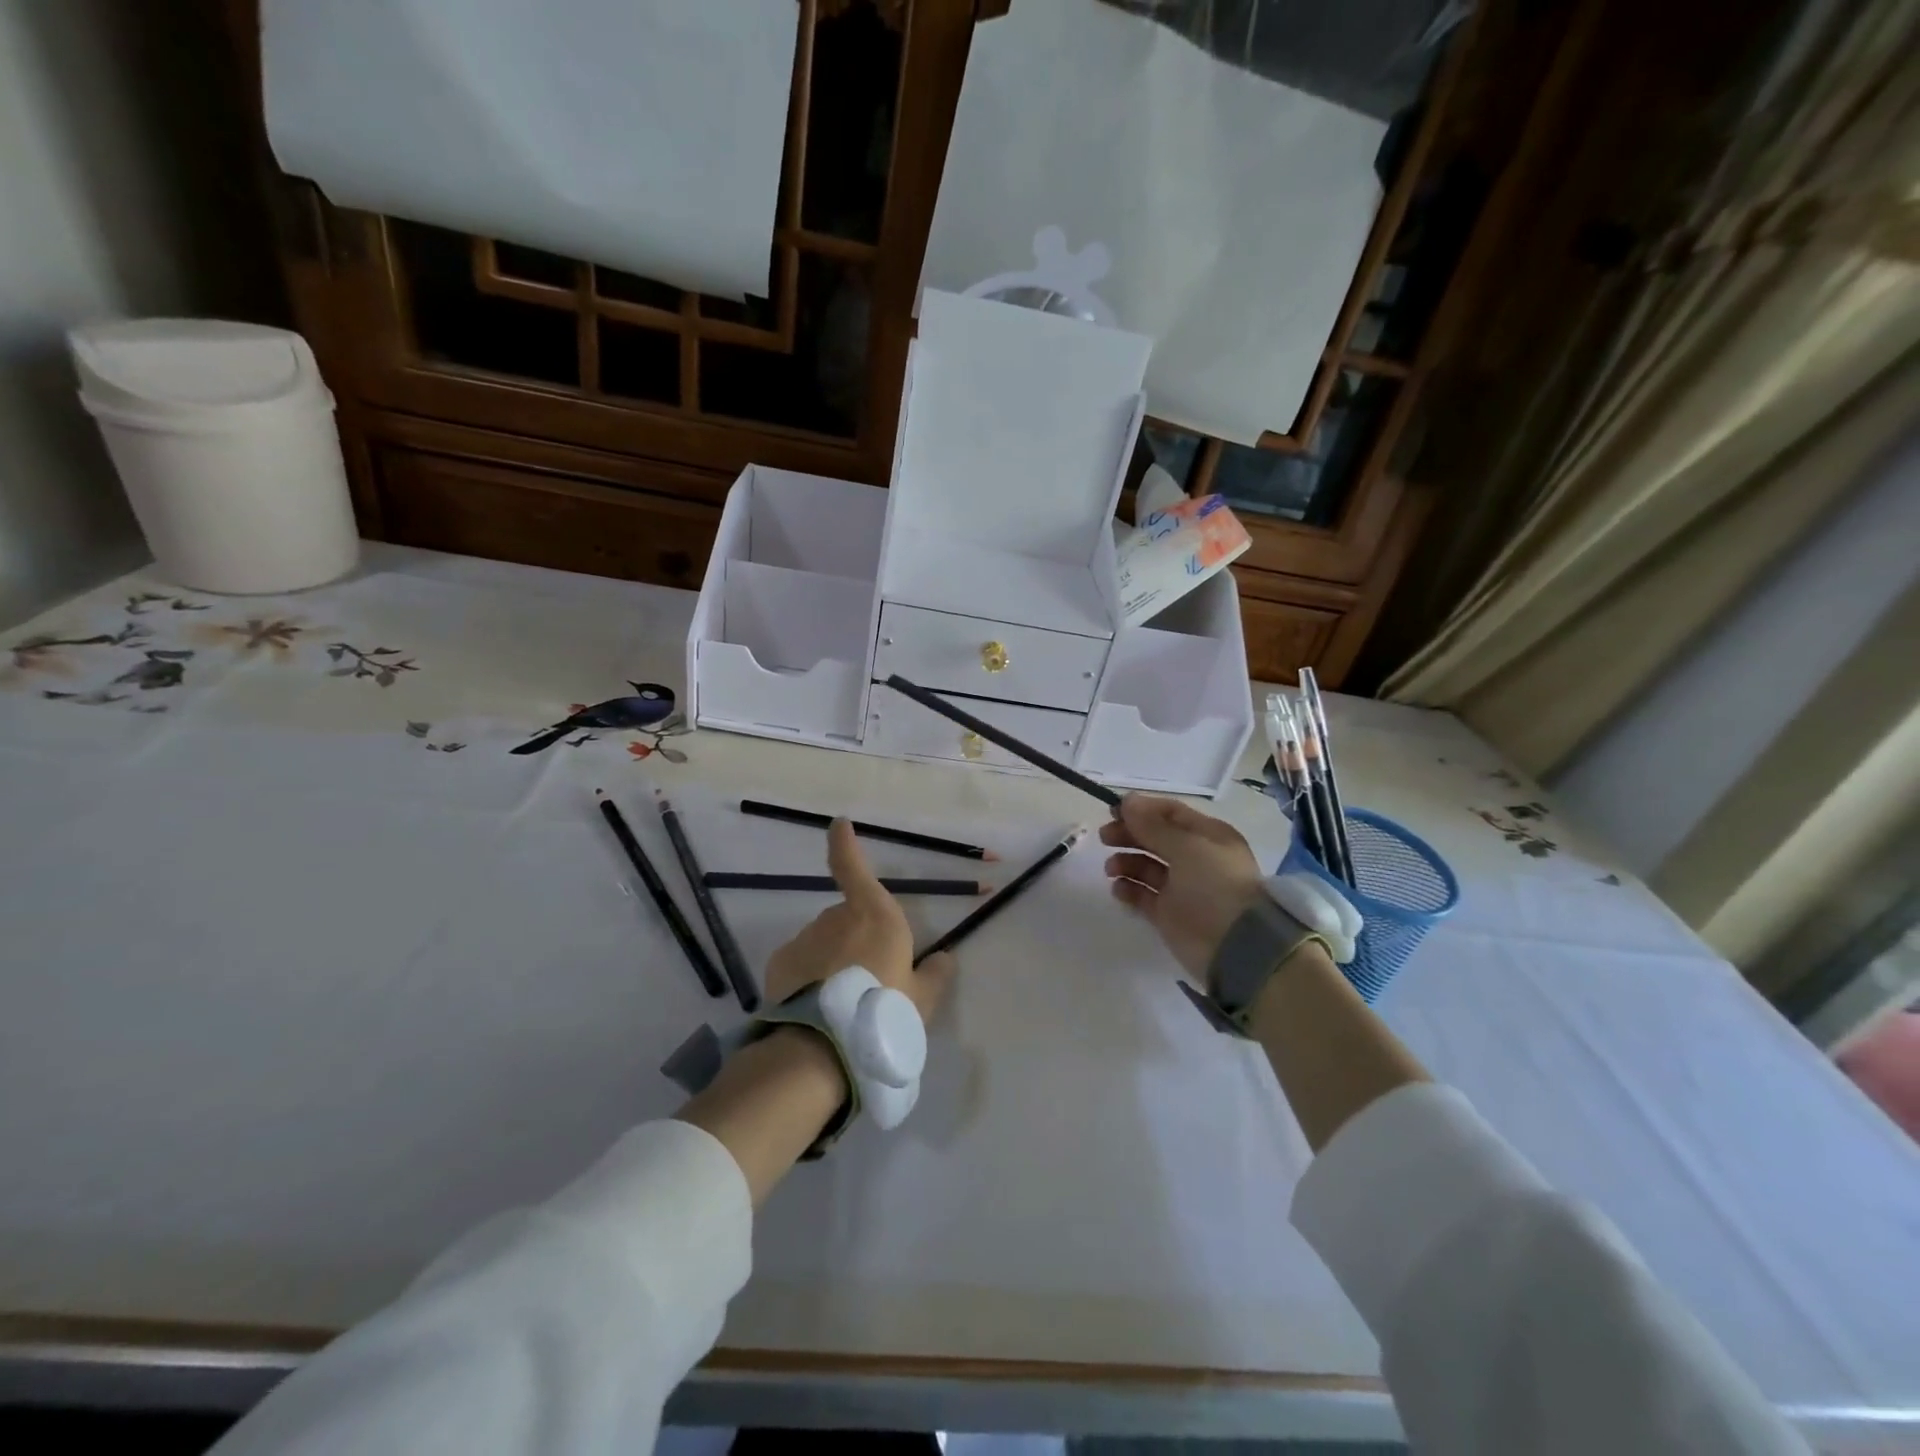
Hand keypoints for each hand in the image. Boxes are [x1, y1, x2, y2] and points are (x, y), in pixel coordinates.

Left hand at [763, 819, 958, 1024]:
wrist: (825, 1046)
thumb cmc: (884, 1012)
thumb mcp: (922, 1000)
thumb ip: (934, 975)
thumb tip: (944, 958)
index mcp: (875, 915)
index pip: (853, 867)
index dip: (845, 843)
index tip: (838, 824)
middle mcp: (837, 917)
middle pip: (847, 919)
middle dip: (856, 940)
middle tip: (869, 981)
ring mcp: (805, 938)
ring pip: (823, 943)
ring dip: (832, 961)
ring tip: (843, 1003)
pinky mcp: (781, 963)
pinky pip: (801, 963)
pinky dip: (808, 976)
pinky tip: (818, 1007)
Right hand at [1100, 794, 1265, 978]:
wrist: (1235, 945)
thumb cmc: (1214, 884)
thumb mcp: (1186, 846)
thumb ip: (1152, 825)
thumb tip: (1127, 802)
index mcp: (1207, 835)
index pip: (1170, 813)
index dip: (1141, 809)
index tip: (1112, 811)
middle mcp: (1195, 858)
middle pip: (1155, 838)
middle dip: (1129, 834)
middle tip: (1104, 837)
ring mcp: (1181, 887)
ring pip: (1146, 866)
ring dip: (1125, 862)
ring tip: (1111, 869)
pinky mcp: (1169, 914)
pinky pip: (1142, 895)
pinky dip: (1128, 889)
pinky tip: (1118, 889)